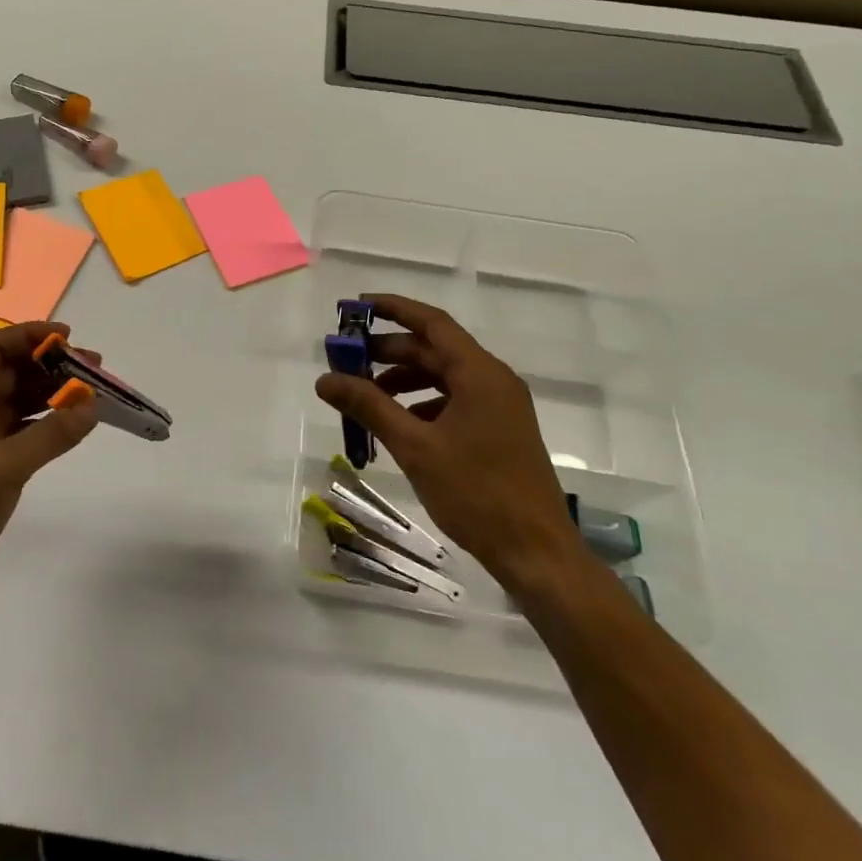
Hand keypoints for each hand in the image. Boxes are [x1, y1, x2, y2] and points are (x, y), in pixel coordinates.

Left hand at [0, 321, 97, 618]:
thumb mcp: (6, 466)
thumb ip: (53, 433)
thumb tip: (92, 404)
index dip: (28, 335)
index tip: (68, 336)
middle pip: (9, 372)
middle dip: (49, 365)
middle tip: (94, 366)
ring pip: (18, 402)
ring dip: (52, 393)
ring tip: (93, 391)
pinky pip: (21, 431)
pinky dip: (46, 423)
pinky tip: (73, 424)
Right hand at [314, 294, 587, 595]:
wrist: (536, 553)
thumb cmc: (476, 493)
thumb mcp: (415, 446)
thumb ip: (368, 406)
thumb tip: (325, 379)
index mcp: (480, 374)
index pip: (432, 323)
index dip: (394, 309)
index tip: (357, 307)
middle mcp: (493, 381)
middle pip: (434, 350)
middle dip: (389, 351)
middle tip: (348, 360)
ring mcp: (500, 407)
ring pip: (443, 378)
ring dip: (403, 381)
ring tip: (366, 397)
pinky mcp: (499, 431)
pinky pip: (454, 401)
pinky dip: (422, 404)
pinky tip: (398, 426)